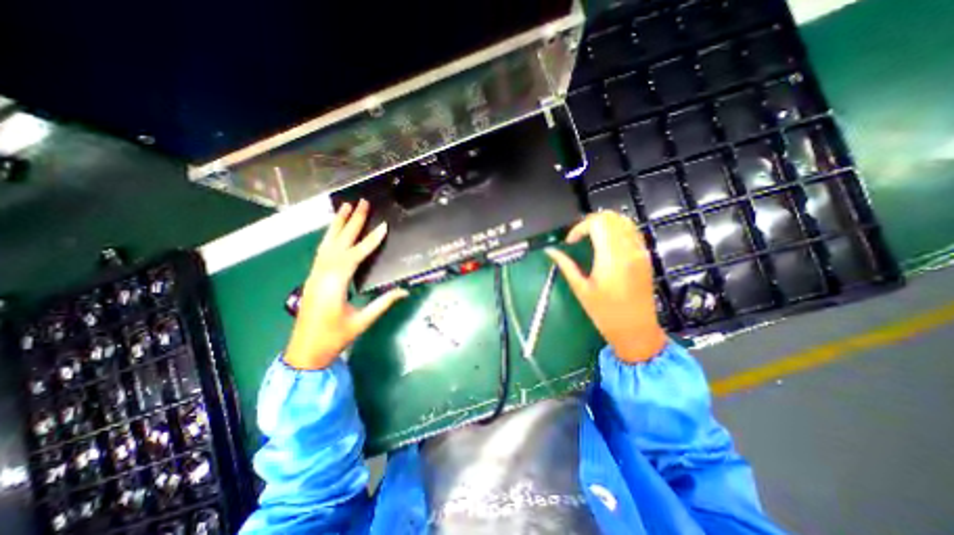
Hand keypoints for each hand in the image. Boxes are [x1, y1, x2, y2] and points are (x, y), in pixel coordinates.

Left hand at [281, 199, 406, 368]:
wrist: (305, 351)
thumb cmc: (334, 338)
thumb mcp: (362, 321)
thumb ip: (383, 303)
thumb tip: (404, 290)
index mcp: (335, 285)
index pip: (355, 256)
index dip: (370, 241)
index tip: (382, 226)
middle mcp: (322, 274)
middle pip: (338, 243)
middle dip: (351, 222)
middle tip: (361, 203)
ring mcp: (315, 274)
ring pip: (326, 244)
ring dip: (336, 224)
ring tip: (345, 206)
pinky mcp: (313, 276)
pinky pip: (322, 251)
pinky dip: (329, 237)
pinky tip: (334, 230)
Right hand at [547, 212, 664, 362]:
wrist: (636, 330)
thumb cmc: (606, 314)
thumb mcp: (581, 289)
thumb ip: (566, 265)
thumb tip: (550, 251)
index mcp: (611, 258)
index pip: (597, 223)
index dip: (579, 227)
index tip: (571, 241)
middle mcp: (628, 250)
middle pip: (611, 217)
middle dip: (590, 222)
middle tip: (578, 237)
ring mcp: (639, 252)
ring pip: (623, 220)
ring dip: (604, 223)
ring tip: (591, 238)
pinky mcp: (644, 256)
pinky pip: (631, 231)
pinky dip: (616, 229)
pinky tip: (606, 244)